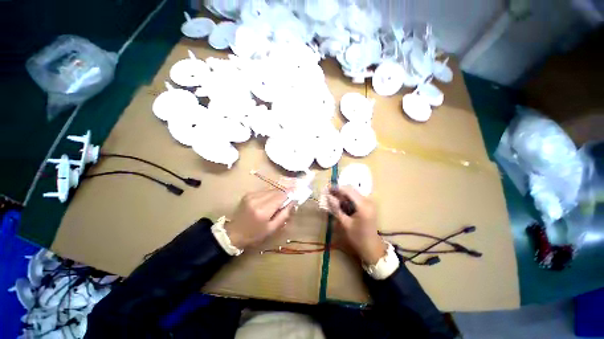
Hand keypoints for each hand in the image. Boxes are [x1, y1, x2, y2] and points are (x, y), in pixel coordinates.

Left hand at [225, 189, 294, 248]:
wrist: (234, 233)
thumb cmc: (255, 234)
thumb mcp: (272, 228)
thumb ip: (284, 214)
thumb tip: (293, 202)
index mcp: (263, 211)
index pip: (281, 196)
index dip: (290, 193)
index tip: (296, 193)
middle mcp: (257, 199)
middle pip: (276, 191)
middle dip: (284, 193)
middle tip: (290, 197)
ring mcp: (251, 195)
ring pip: (270, 189)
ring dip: (277, 193)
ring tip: (280, 200)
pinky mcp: (248, 194)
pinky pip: (264, 191)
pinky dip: (270, 194)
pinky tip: (270, 200)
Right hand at [327, 186, 385, 264]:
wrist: (372, 248)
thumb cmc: (358, 238)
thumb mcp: (345, 224)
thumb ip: (336, 209)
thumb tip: (328, 197)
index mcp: (363, 206)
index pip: (348, 190)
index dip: (337, 188)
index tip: (327, 189)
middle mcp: (368, 201)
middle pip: (351, 190)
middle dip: (339, 191)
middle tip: (328, 193)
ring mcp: (369, 203)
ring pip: (353, 193)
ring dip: (342, 194)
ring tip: (332, 197)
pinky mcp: (368, 206)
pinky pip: (356, 198)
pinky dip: (347, 199)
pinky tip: (340, 202)